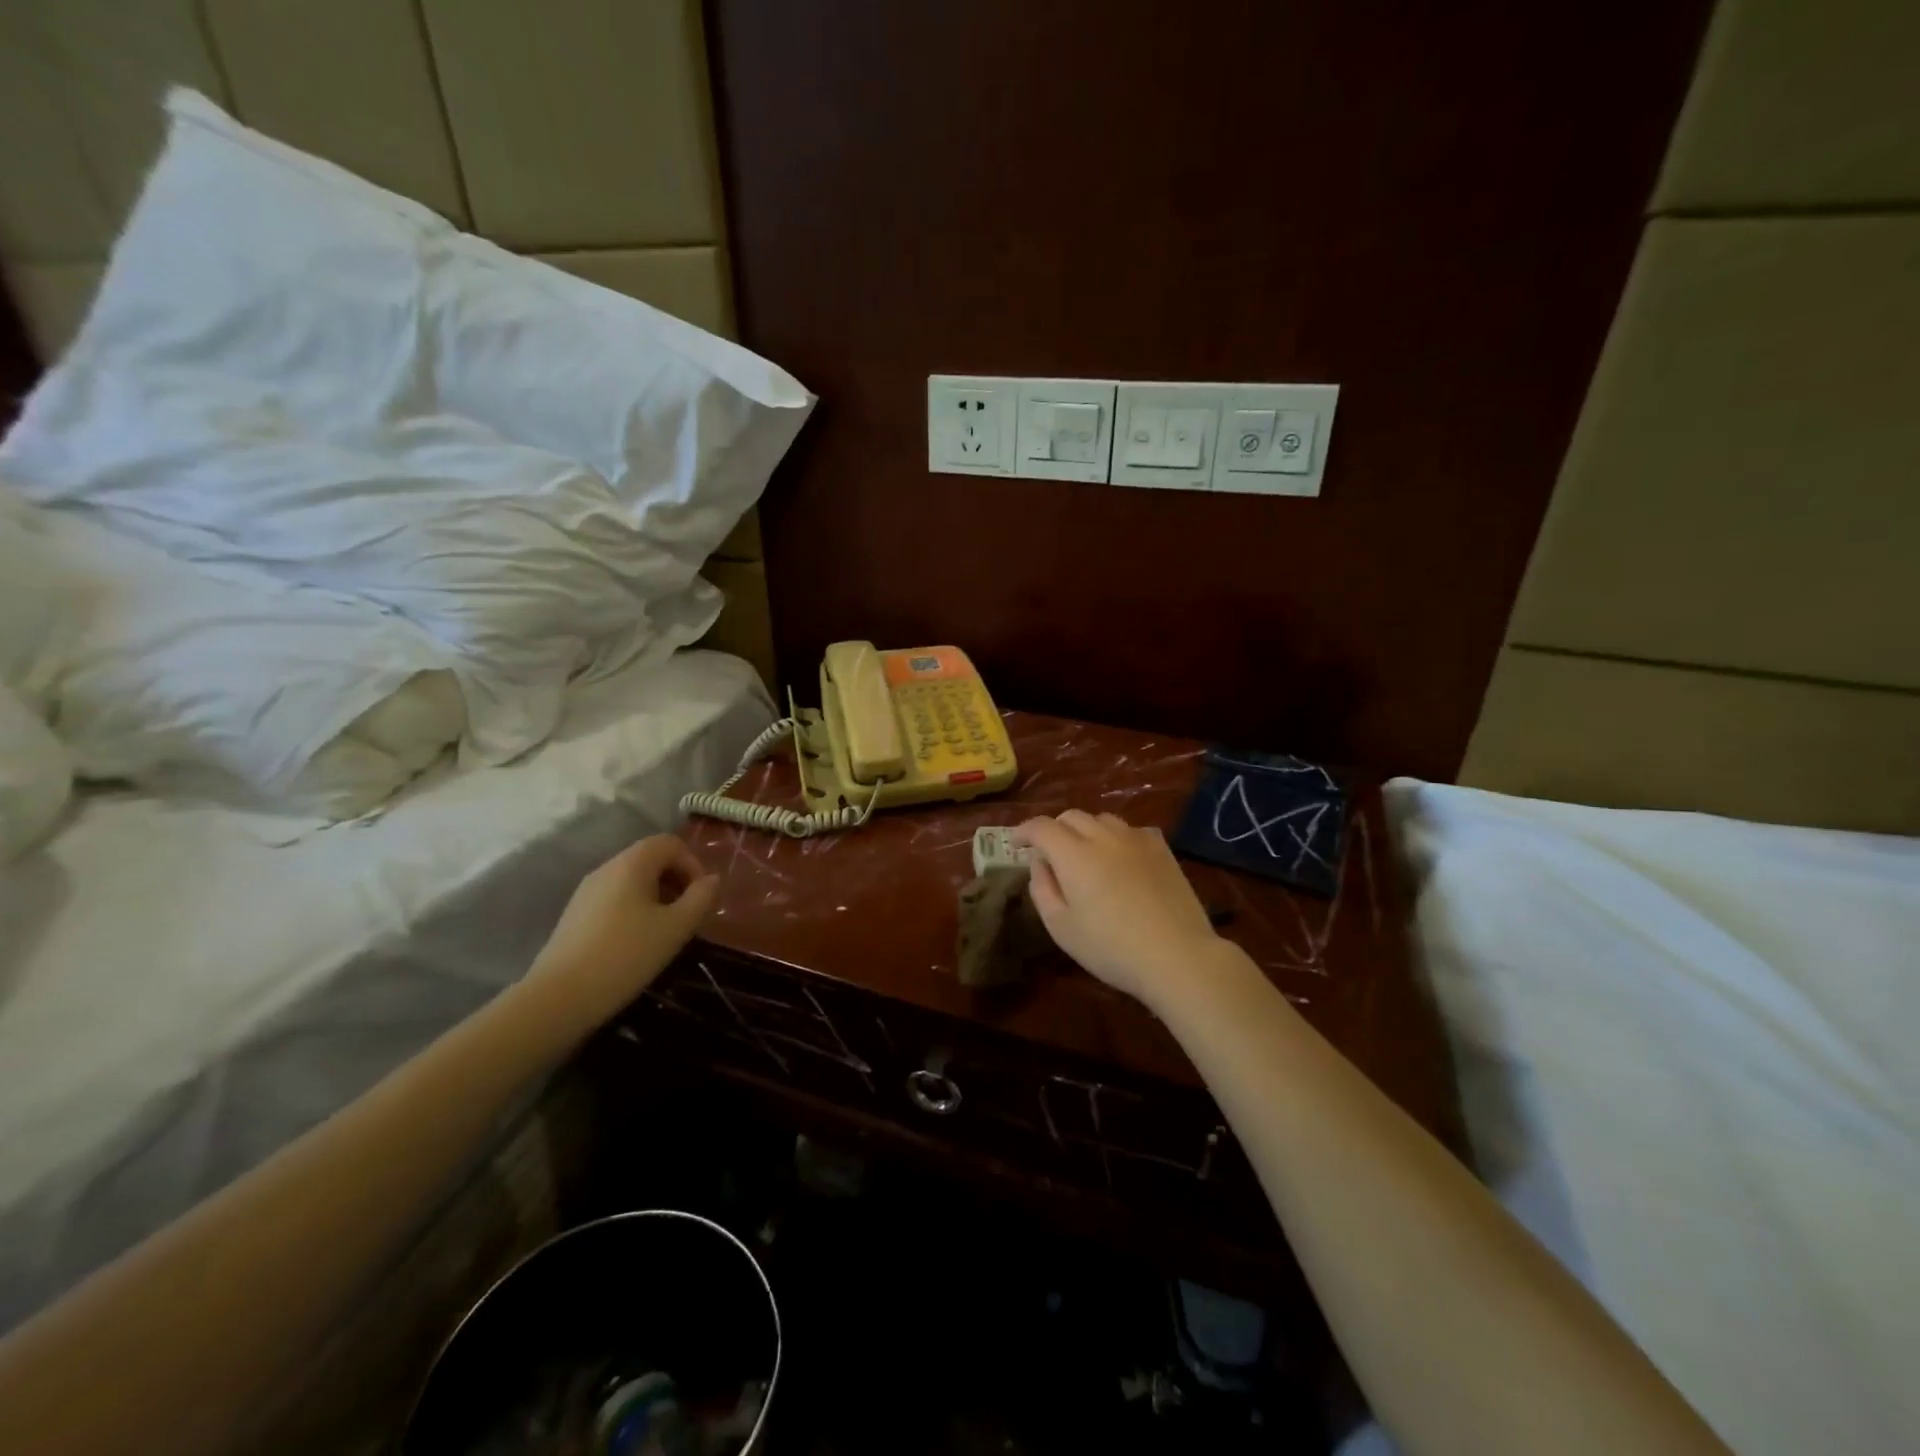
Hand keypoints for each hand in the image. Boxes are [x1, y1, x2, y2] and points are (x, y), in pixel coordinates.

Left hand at [526, 836, 718, 1025]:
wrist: (558, 998)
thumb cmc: (626, 955)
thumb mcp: (676, 928)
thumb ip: (701, 898)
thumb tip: (712, 880)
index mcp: (631, 864)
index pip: (670, 843)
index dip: (693, 864)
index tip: (701, 898)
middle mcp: (606, 868)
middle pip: (650, 859)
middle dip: (676, 881)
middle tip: (687, 916)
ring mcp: (586, 892)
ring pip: (632, 880)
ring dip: (657, 897)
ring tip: (665, 931)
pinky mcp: (575, 915)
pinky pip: (615, 898)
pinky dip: (635, 910)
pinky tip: (636, 943)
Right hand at [1013, 811, 1226, 1005]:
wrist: (1177, 955)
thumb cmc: (1110, 948)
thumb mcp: (1061, 927)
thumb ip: (1042, 889)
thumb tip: (1039, 863)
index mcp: (1073, 854)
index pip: (1041, 827)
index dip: (1023, 831)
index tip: (1015, 844)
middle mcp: (1103, 836)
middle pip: (1071, 817)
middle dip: (1053, 829)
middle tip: (1049, 853)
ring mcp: (1136, 839)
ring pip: (1102, 819)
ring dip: (1085, 830)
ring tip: (1085, 853)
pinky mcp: (1161, 848)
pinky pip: (1130, 830)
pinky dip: (1115, 837)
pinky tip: (1119, 858)